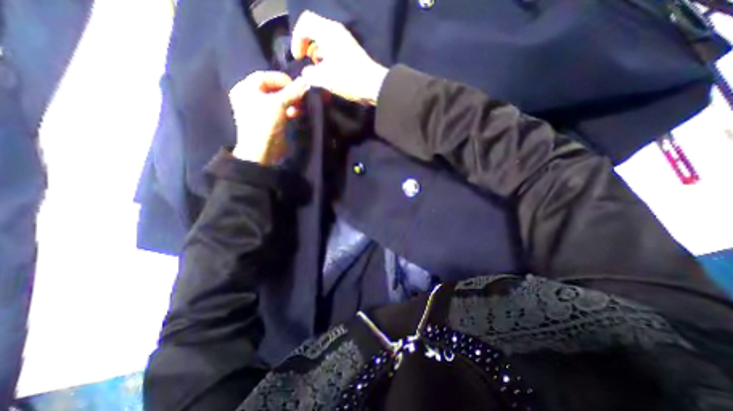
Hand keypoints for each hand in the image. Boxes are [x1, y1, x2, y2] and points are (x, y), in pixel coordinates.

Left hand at [228, 71, 308, 163]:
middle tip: (301, 97)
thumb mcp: (278, 104)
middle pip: (272, 89)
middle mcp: (251, 97)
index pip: (265, 76)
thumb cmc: (265, 123)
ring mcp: (260, 111)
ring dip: (291, 102)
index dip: (282, 79)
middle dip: (288, 92)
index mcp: (246, 89)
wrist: (262, 151)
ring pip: (278, 100)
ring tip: (301, 107)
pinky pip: (280, 111)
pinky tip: (297, 114)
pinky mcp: (269, 121)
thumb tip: (306, 82)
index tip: (297, 86)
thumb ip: (292, 92)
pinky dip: (289, 111)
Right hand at [292, 12, 387, 106]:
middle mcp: (336, 31)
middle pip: (314, 29)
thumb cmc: (348, 79)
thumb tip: (306, 74)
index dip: (297, 38)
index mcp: (327, 31)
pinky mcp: (351, 51)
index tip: (299, 57)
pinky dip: (327, 56)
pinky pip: (333, 48)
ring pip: (324, 39)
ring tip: (317, 69)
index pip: (305, 22)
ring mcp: (345, 40)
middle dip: (306, 45)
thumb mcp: (324, 79)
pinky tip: (328, 71)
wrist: (373, 85)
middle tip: (307, 62)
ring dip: (317, 53)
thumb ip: (310, 75)